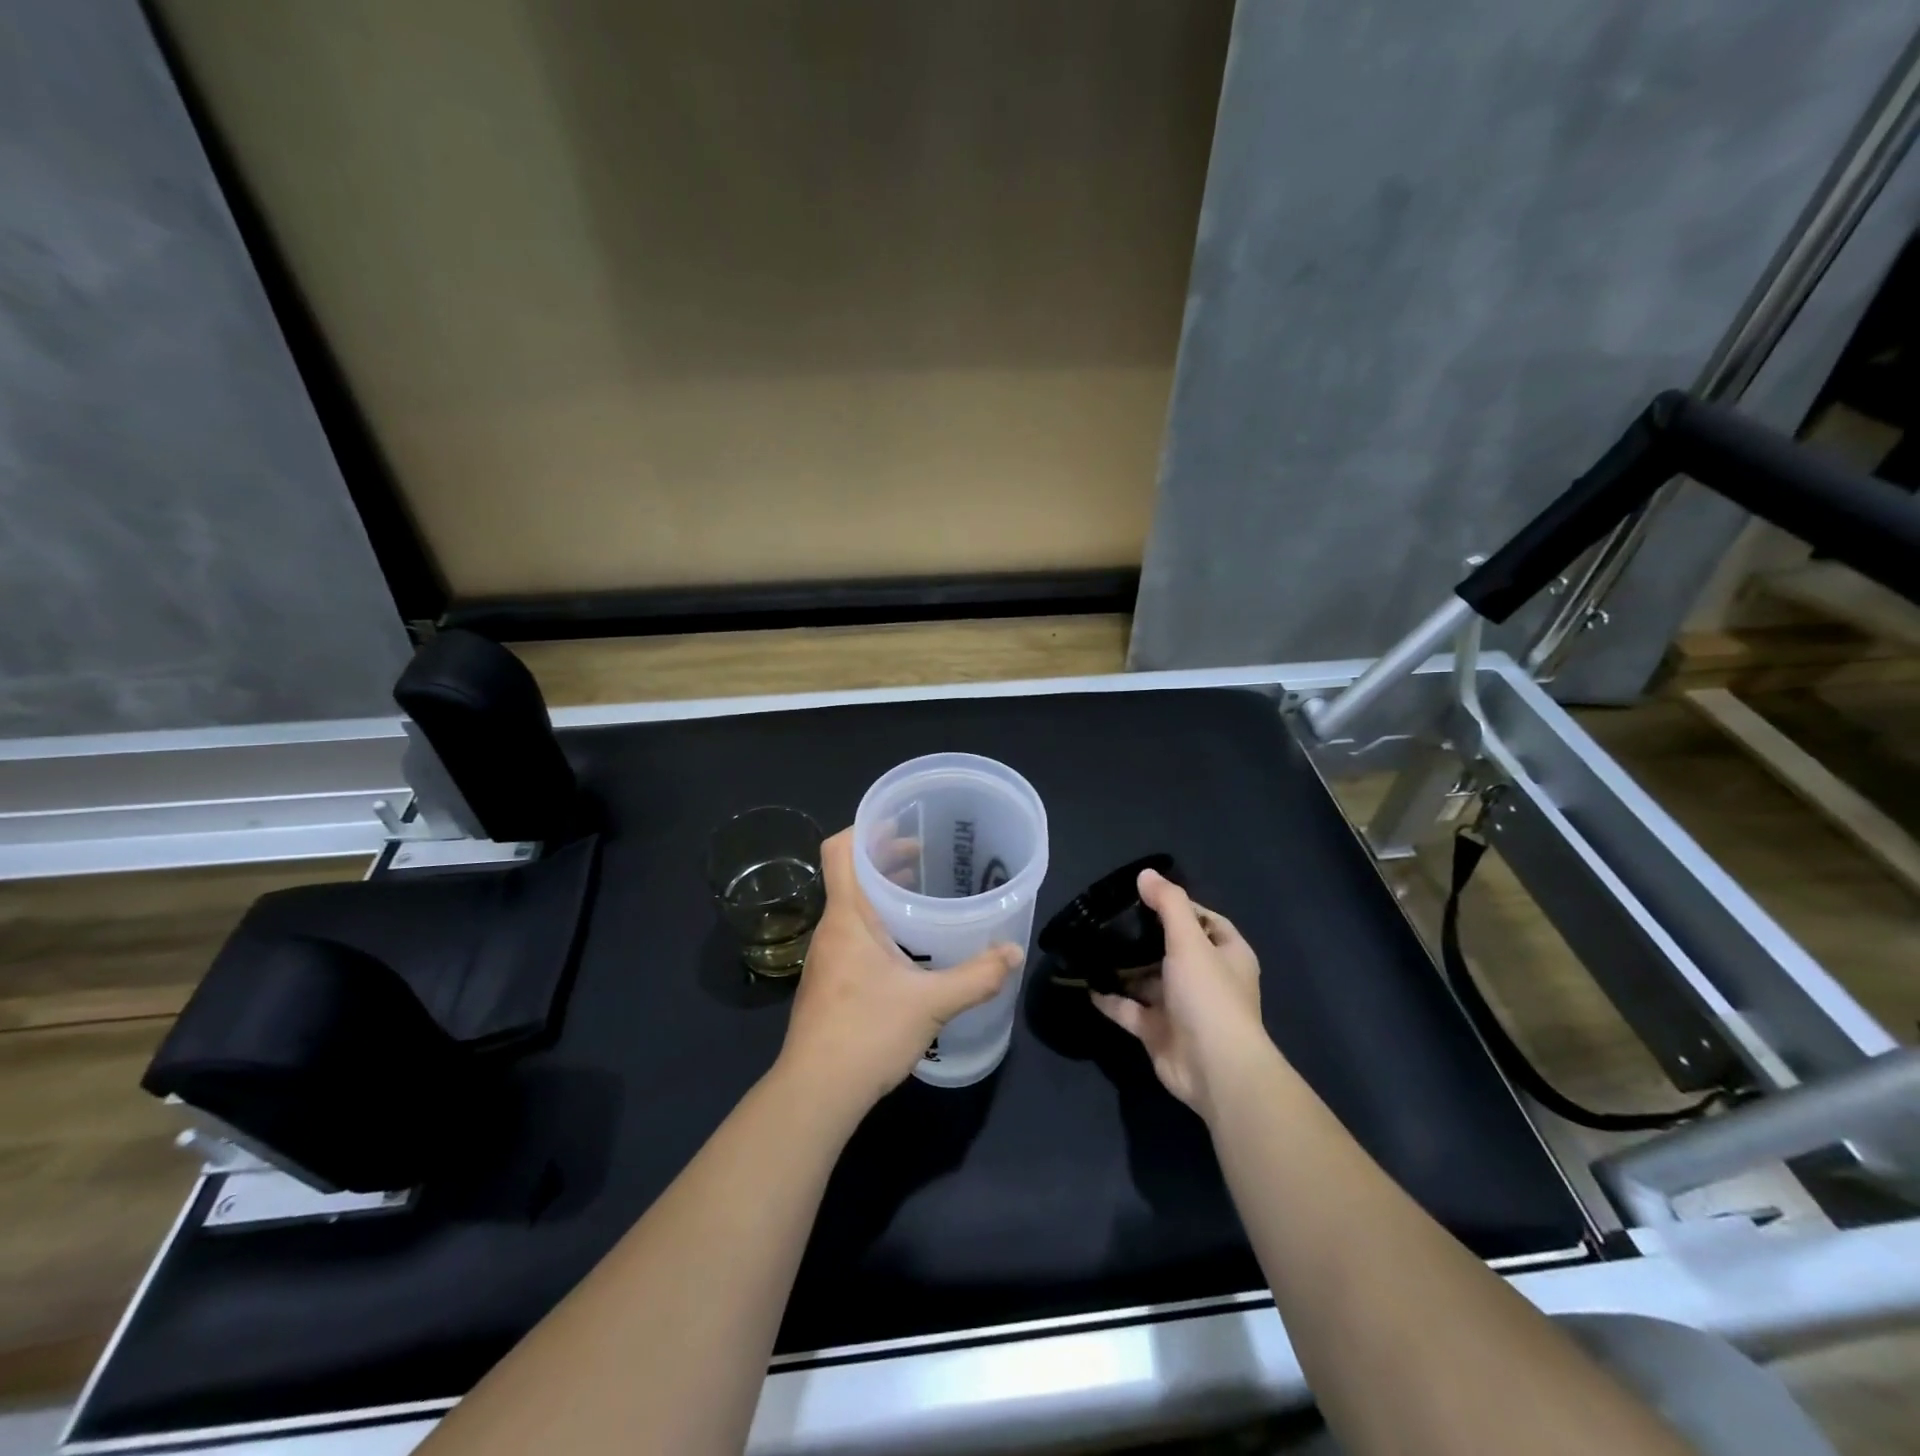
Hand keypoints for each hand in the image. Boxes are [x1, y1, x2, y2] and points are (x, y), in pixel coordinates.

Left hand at [776, 828, 1021, 1119]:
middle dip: (885, 858)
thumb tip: (1013, 953)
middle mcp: (832, 928)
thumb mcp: (932, 1002)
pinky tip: (908, 945)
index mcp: (848, 917)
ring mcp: (827, 956)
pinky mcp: (830, 981)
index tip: (901, 824)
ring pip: (853, 905)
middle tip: (925, 854)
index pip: (840, 850)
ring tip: (921, 892)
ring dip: (883, 892)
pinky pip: (853, 933)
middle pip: (851, 874)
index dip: (866, 828)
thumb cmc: (867, 1033)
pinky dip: (878, 922)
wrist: (816, 1092)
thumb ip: (977, 976)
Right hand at [1092, 869, 1268, 1119]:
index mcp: (1226, 954)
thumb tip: (1145, 874)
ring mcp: (1181, 1007)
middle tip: (1108, 918)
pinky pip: (1130, 1010)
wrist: (1215, 1070)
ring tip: (1091, 945)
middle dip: (1142, 936)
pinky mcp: (1159, 1031)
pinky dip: (1111, 999)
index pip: (1204, 920)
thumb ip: (1168, 905)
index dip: (1177, 906)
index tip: (1143, 895)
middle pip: (1171, 949)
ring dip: (1123, 967)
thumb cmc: (1209, 996)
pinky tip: (1086, 984)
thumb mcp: (1190, 941)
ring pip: (1147, 980)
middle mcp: (1206, 978)